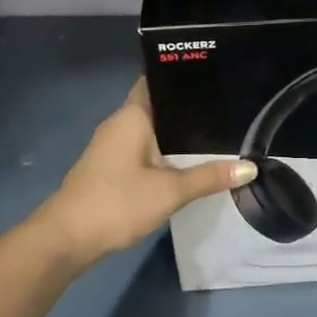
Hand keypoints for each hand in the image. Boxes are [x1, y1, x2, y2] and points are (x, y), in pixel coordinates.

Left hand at [34, 79, 255, 266]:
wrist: (65, 239)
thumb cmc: (117, 202)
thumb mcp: (170, 191)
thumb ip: (209, 176)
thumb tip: (250, 167)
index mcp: (132, 115)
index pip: (158, 81)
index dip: (183, 77)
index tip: (214, 76)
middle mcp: (119, 123)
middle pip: (157, 105)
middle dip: (186, 108)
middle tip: (225, 107)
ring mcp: (110, 146)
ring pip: (149, 129)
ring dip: (174, 132)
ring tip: (213, 131)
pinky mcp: (108, 167)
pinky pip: (141, 147)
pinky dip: (161, 149)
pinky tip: (183, 160)